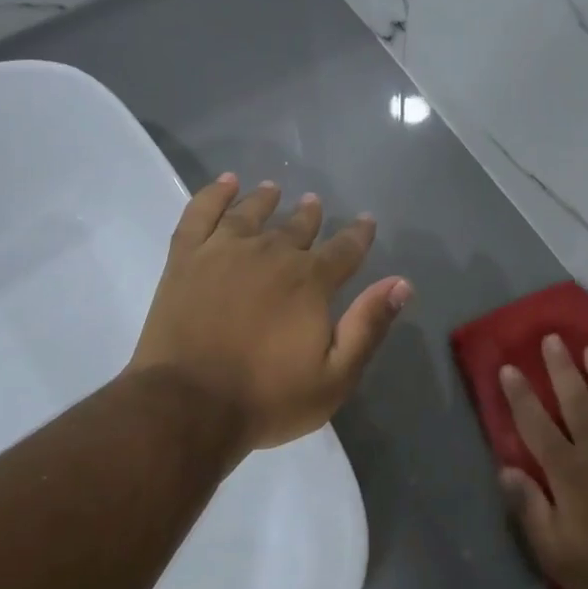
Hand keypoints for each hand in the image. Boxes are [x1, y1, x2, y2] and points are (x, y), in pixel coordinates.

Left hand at [128, 174, 411, 456]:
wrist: (189, 405)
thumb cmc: (268, 398)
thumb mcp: (336, 376)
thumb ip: (368, 326)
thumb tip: (401, 283)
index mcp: (310, 281)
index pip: (345, 248)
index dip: (359, 234)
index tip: (366, 221)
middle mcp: (271, 254)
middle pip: (297, 227)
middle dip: (310, 215)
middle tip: (314, 203)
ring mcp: (224, 251)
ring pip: (251, 213)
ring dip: (265, 199)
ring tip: (273, 189)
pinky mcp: (186, 258)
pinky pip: (201, 213)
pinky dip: (214, 194)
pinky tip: (225, 183)